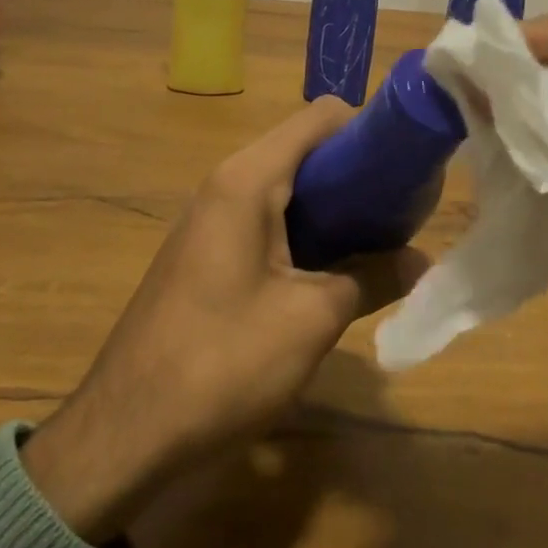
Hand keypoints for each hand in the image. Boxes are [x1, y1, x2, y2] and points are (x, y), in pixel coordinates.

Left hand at [21, 98, 425, 542]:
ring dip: (333, 205)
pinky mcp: (206, 250)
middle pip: (305, 148)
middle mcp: (226, 182)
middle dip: (356, 172)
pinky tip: (331, 268)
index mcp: (248, 179)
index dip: (369, 130)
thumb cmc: (222, 362)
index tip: (407, 168)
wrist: (125, 430)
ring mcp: (211, 216)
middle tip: (402, 212)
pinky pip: (266, 217)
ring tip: (377, 240)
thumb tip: (422, 261)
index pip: (320, 117)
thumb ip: (373, 277)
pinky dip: (304, 229)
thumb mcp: (311, 319)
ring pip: (287, 186)